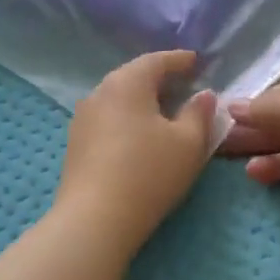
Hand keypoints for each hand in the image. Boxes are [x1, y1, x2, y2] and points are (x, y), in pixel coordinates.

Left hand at [55, 50, 217, 257]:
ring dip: (141, 101)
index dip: (179, 60)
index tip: (195, 61)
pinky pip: (107, 120)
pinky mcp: (76, 144)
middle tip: (181, 84)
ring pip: (118, 100)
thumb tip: (204, 95)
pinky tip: (138, 136)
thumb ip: (199, 114)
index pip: (156, 61)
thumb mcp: (188, 143)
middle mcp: (99, 93)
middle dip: (158, 79)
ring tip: (162, 111)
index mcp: (127, 83)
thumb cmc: (148, 173)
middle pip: (133, 77)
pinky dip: (126, 120)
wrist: (94, 219)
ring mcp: (82, 119)